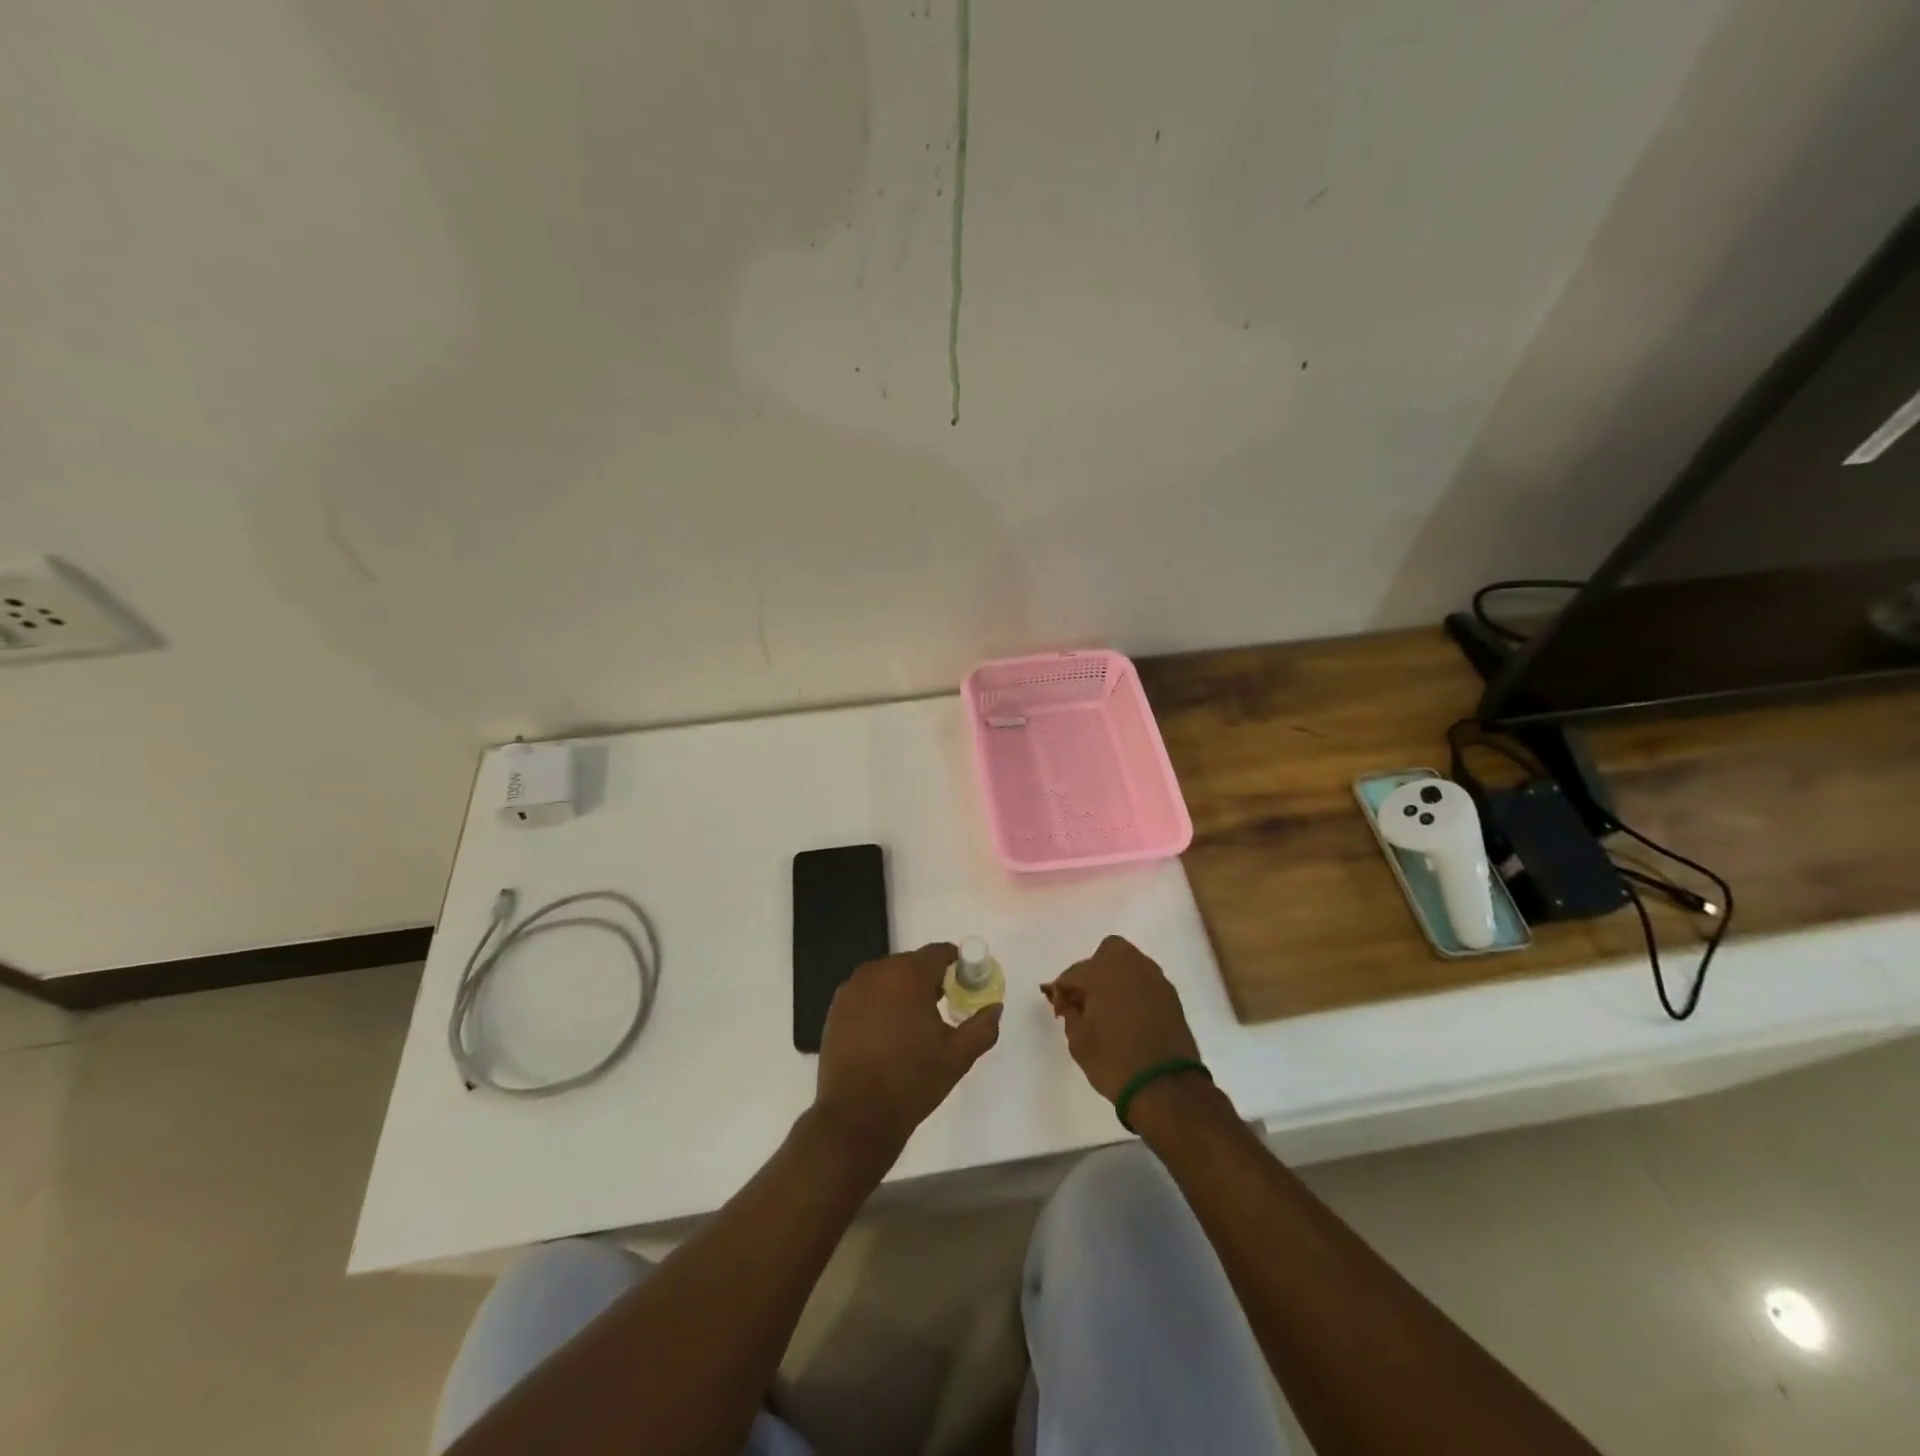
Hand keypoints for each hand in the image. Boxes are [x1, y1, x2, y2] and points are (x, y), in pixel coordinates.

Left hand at [814, 943, 1001, 1157]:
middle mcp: (878, 971)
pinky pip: (867, 992)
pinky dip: (880, 1001)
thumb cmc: (912, 1082)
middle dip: (929, 979)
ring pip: (888, 976)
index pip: (939, 952)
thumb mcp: (957, 1057)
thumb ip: (982, 1027)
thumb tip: (995, 1008)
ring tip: (913, 1022)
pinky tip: (886, 1032)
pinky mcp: (836, 1007)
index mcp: (909, 975)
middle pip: (912, 963)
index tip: (965, 984)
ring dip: (903, 989)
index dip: (956, 964)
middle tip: (942, 1007)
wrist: (856, 1116)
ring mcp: (852, 988)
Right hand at [1041, 936, 1199, 1102]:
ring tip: (1108, 1009)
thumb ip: (1071, 1013)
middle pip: (1107, 953)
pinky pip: (1145, 983)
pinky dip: (1134, 992)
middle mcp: (1131, 966)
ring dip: (1116, 979)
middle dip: (1093, 971)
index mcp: (1103, 971)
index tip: (1060, 1012)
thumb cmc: (1114, 1060)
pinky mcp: (1171, 996)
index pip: (1073, 973)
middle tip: (1086, 999)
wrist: (1165, 1087)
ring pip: (1129, 965)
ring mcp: (1155, 979)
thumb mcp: (1078, 1040)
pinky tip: (1129, 1016)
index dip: (1062, 992)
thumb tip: (1072, 1003)